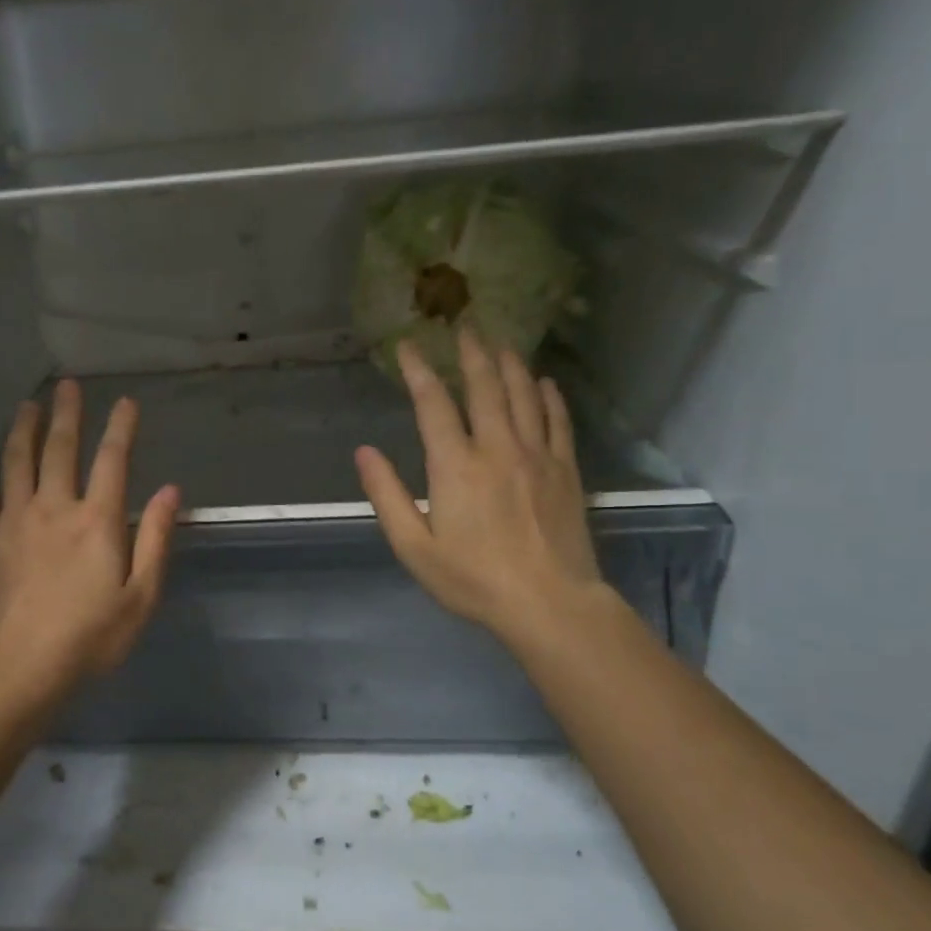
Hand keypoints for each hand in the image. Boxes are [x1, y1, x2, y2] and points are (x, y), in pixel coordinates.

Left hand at [0, 379, 180, 695]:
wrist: (19, 666)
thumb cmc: (90, 637)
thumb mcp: (141, 597)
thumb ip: (155, 540)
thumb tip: (171, 492)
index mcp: (97, 521)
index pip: (113, 461)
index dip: (121, 428)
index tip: (126, 403)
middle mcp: (55, 508)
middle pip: (60, 449)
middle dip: (67, 414)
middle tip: (67, 386)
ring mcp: (15, 521)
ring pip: (17, 462)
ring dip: (23, 430)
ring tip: (27, 406)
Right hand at [355, 330, 604, 646]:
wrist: (549, 604)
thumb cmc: (473, 580)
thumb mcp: (414, 547)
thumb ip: (387, 495)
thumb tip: (364, 452)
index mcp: (455, 466)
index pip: (433, 404)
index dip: (419, 371)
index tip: (408, 346)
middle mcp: (498, 448)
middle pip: (484, 387)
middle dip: (471, 353)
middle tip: (464, 327)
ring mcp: (538, 456)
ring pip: (525, 395)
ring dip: (510, 364)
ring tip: (501, 342)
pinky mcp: (565, 471)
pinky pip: (559, 421)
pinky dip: (550, 396)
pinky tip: (545, 382)